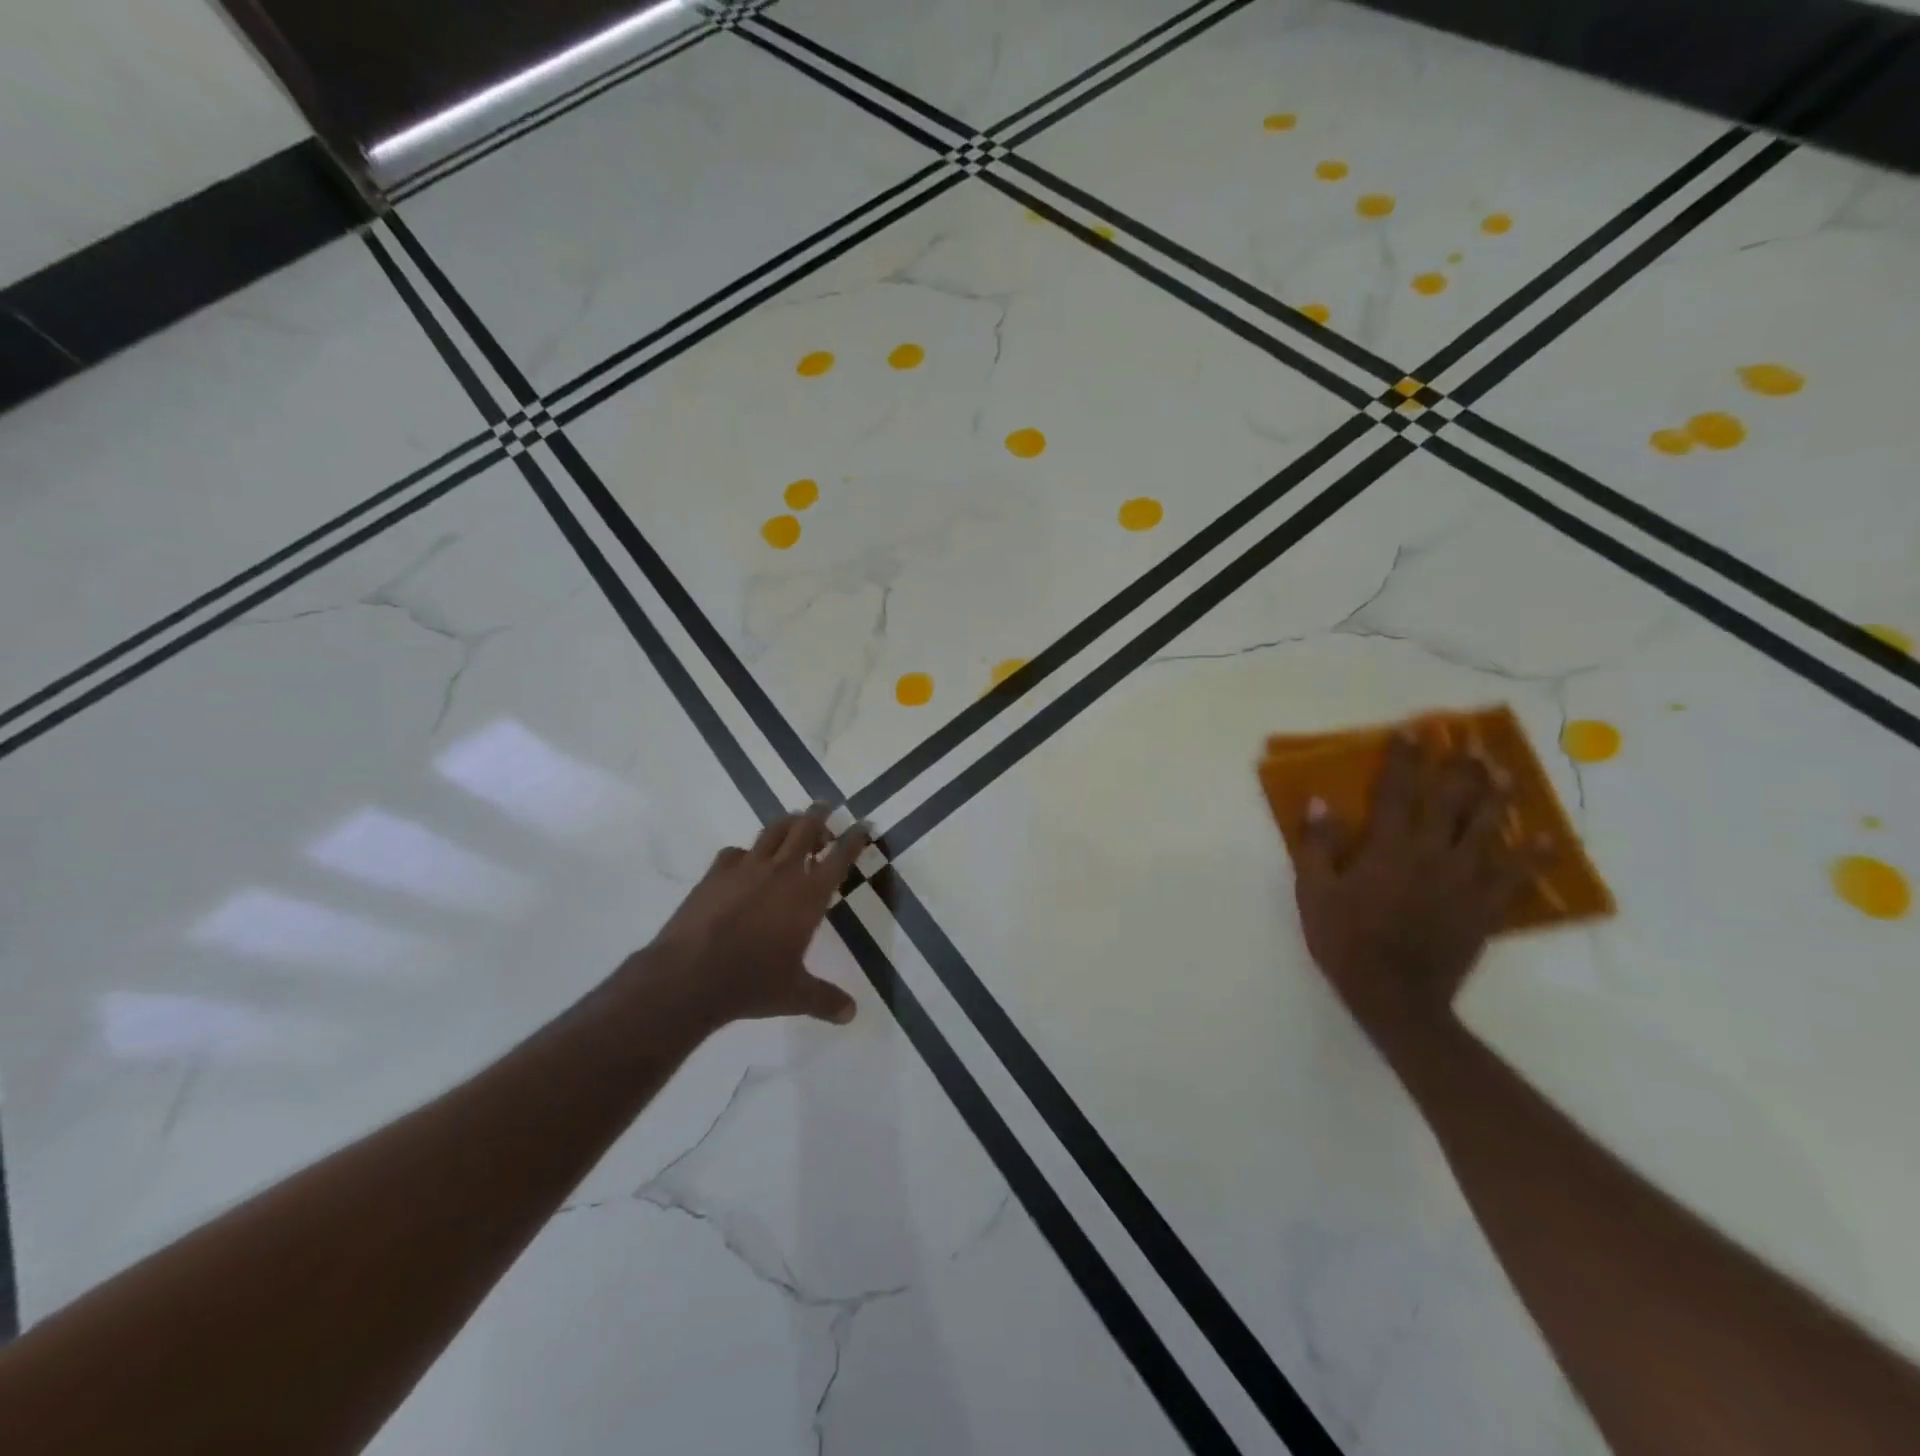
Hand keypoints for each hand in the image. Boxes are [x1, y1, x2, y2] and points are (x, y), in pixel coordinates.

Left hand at [643, 805, 870, 1029]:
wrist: (690, 975)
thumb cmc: (751, 983)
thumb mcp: (795, 995)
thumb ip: (825, 1000)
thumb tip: (852, 1014)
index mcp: (809, 895)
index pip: (840, 856)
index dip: (855, 838)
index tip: (863, 825)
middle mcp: (782, 872)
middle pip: (806, 829)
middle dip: (820, 815)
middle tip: (826, 809)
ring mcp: (746, 868)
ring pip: (773, 830)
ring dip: (788, 822)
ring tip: (794, 822)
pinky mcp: (715, 873)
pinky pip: (736, 851)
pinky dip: (746, 852)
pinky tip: (745, 861)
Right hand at [1292, 734, 1546, 1048]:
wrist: (1393, 997)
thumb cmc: (1345, 941)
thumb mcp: (1313, 892)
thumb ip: (1317, 846)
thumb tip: (1320, 802)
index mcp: (1388, 848)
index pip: (1396, 791)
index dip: (1403, 758)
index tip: (1410, 731)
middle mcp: (1431, 855)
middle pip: (1450, 802)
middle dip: (1457, 768)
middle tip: (1468, 742)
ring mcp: (1464, 881)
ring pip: (1487, 830)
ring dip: (1497, 798)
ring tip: (1506, 773)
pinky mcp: (1484, 908)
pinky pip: (1516, 877)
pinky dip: (1534, 857)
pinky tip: (1547, 838)